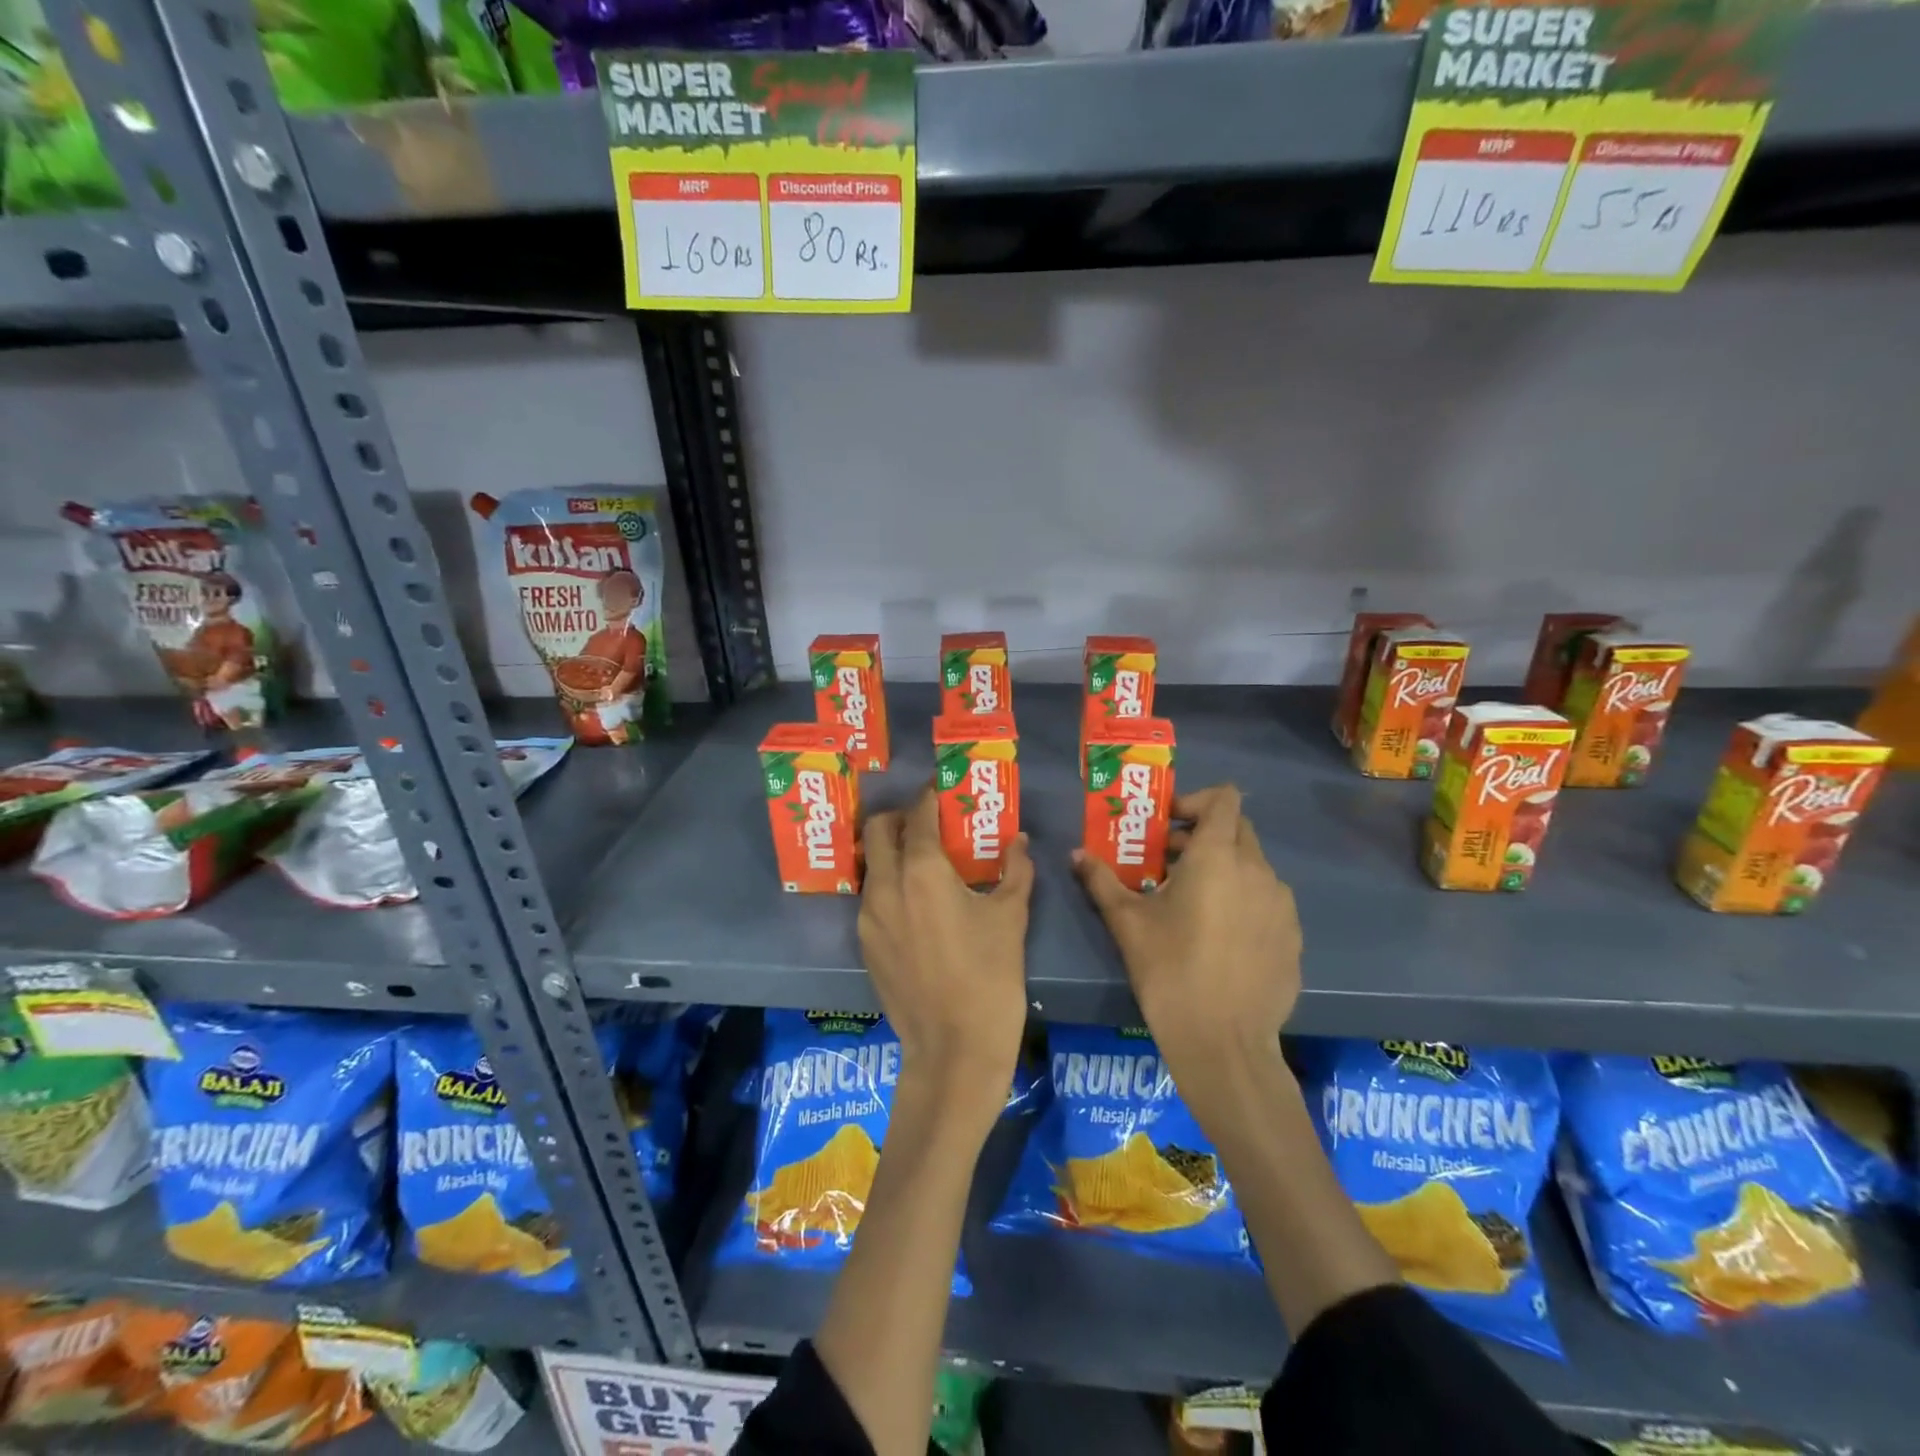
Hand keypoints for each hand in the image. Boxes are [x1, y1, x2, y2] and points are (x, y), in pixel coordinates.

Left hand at [859, 787, 1032, 1127]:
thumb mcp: (1011, 918)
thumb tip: (1019, 840)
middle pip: (878, 830)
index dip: (930, 796)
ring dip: (891, 850)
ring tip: (924, 860)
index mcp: (922, 872)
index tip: (944, 790)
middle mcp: (886, 886)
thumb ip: (1015, 870)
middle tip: (929, 822)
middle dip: (900, 817)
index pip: (918, 815)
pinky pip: (871, 897)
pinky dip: (888, 883)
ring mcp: (869, 917)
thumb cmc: (990, 978)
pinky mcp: (865, 944)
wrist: (954, 1050)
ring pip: (871, 864)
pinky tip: (916, 901)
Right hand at [1073, 784, 1301, 1069]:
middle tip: (1169, 864)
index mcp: (1217, 857)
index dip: (1196, 800)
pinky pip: (1267, 901)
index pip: (1225, 798)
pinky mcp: (1292, 936)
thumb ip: (1101, 880)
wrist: (1224, 1044)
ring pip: (1253, 866)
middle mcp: (1257, 870)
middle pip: (1238, 829)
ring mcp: (1281, 904)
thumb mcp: (1127, 922)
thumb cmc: (1169, 971)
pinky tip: (1221, 939)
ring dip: (1224, 869)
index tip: (1168, 826)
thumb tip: (1075, 854)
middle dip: (1203, 835)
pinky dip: (1244, 901)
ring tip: (1193, 905)